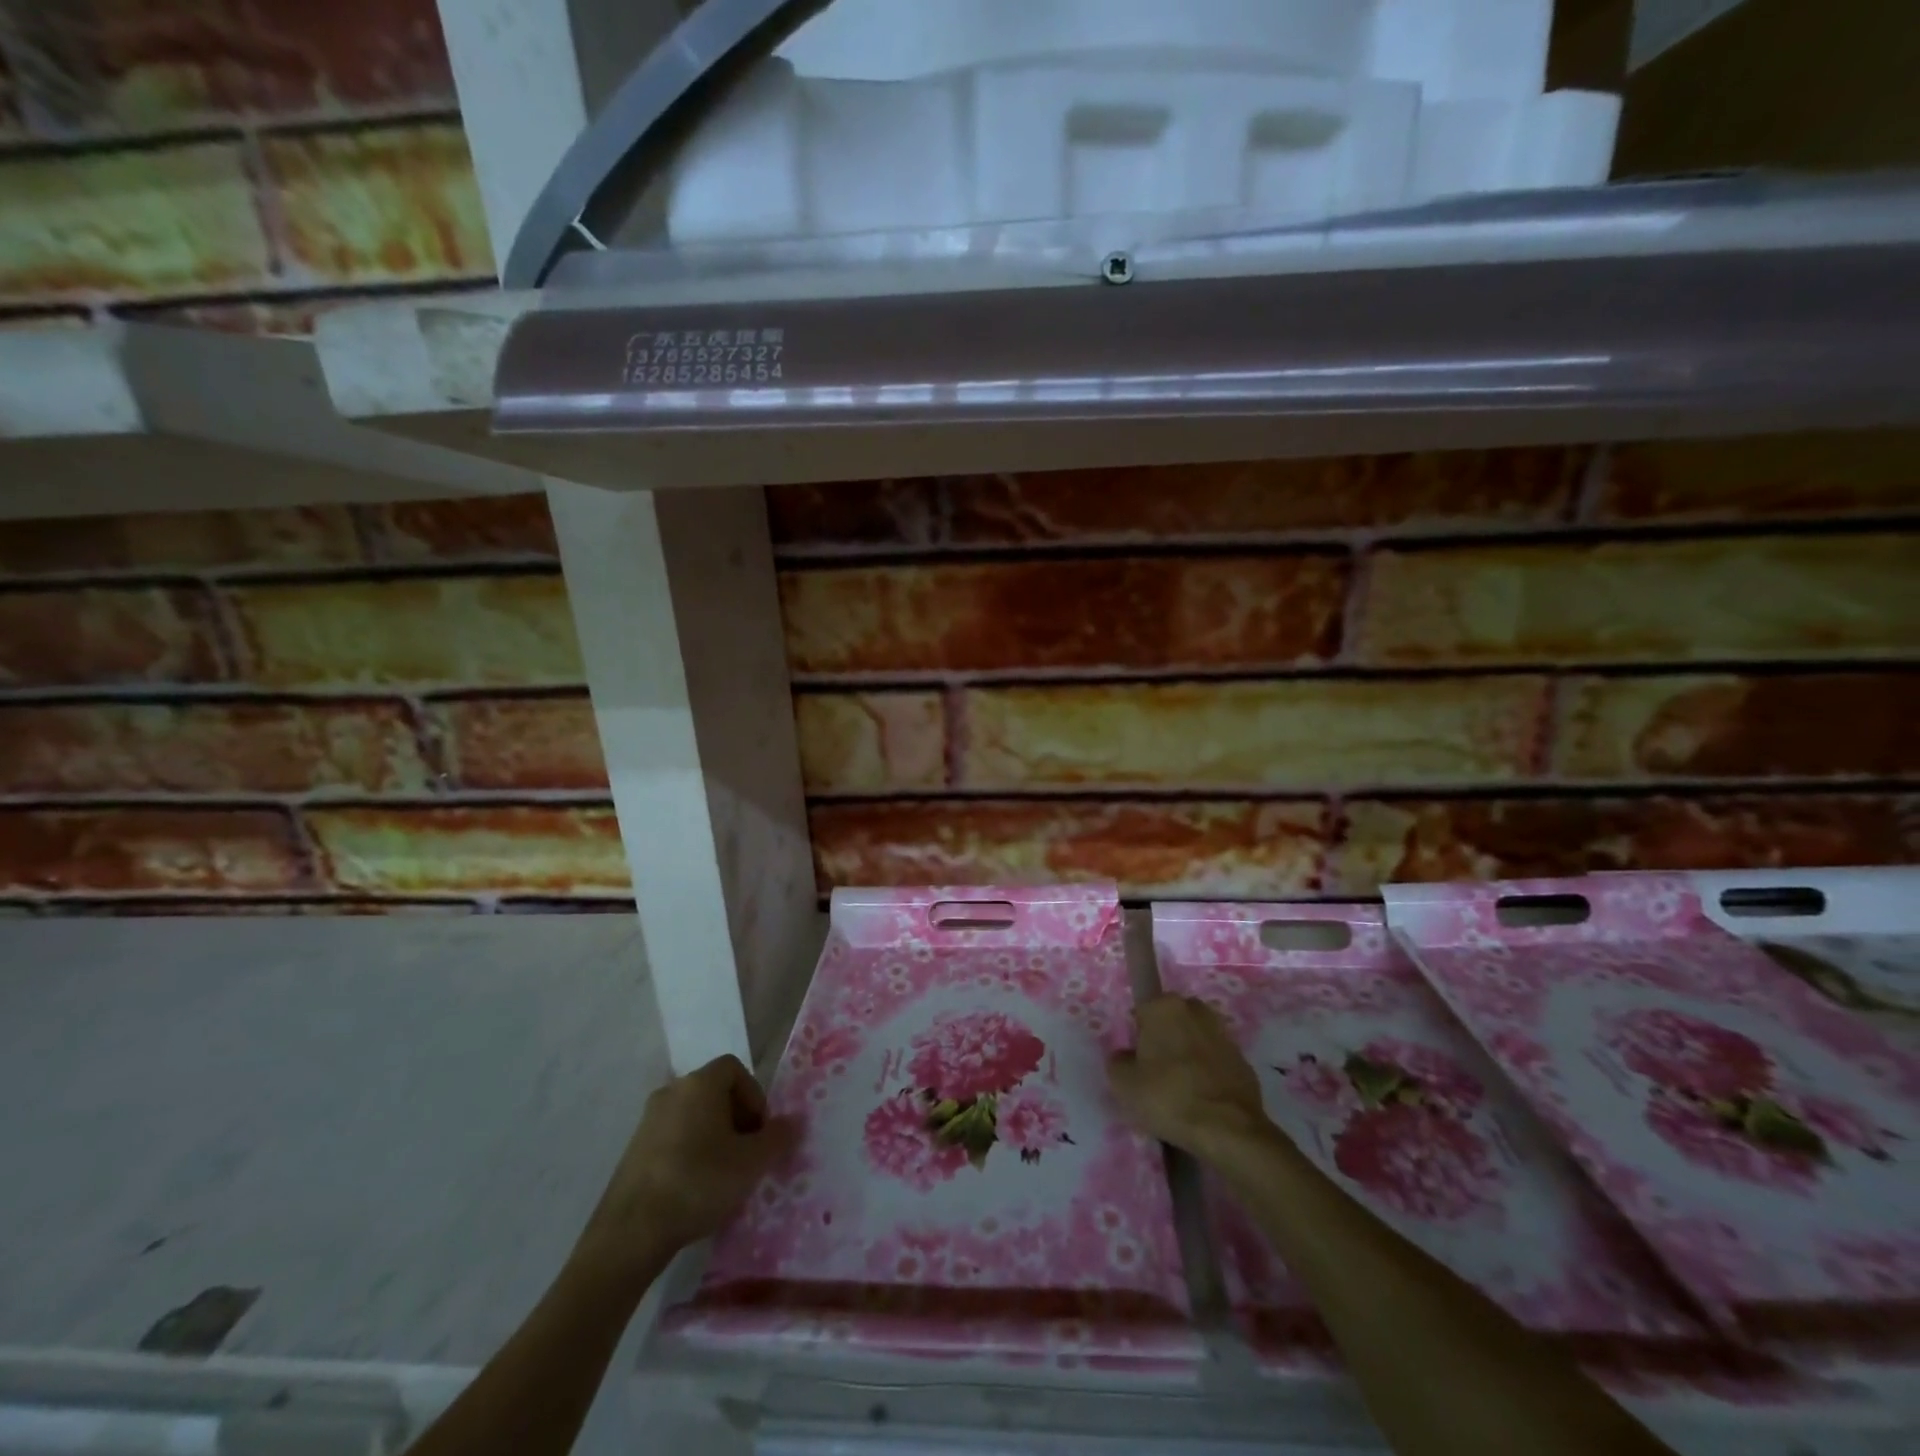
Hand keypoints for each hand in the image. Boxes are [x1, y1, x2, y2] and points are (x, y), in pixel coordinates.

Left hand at [574, 1055, 797, 1284]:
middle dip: (736, 1119)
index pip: (735, 1069)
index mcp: (699, 1084)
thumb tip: (793, 1122)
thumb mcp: (751, 1163)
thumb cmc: (698, 1183)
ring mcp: (648, 1121)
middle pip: (714, 1092)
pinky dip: (690, 1153)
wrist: (630, 1233)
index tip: (758, 1132)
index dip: (754, 1096)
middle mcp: (671, 1091)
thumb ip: (777, 1137)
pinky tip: (694, 1188)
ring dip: (714, 1137)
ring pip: (694, 1116)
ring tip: (723, 1175)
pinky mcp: (633, 1150)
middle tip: (746, 1155)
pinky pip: (673, 1137)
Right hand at [1108, 995, 1272, 1158]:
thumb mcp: (1123, 1084)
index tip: (1136, 1061)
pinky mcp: (1244, 1061)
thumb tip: (1126, 1057)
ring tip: (1180, 1092)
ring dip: (1188, 1057)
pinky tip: (1202, 1101)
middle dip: (1164, 1040)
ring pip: (1196, 1040)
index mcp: (1164, 1006)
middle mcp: (1196, 1010)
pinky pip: (1216, 1063)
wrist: (1229, 1130)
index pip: (1142, 1010)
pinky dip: (1208, 1075)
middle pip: (1171, 1022)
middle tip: (1155, 1074)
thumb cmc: (1168, 1097)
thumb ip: (1118, 1062)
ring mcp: (1224, 1035)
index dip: (1137, 1036)